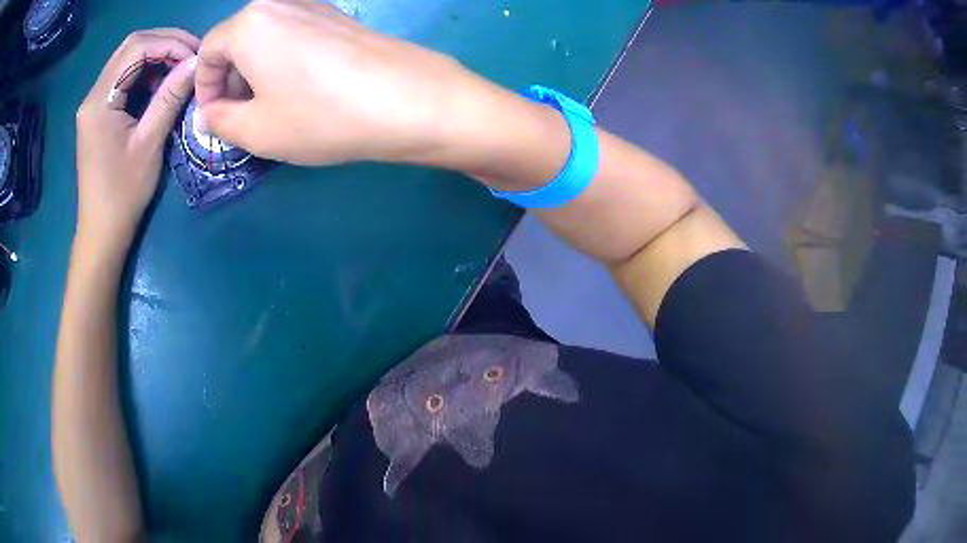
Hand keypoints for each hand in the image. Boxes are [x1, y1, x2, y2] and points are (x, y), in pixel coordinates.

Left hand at [75, 29, 198, 251]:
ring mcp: (94, 104)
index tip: (195, 55)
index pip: (136, 47)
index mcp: (100, 101)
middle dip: (164, 44)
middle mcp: (93, 95)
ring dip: (156, 57)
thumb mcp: (149, 143)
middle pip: (131, 47)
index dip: (169, 43)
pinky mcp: (98, 113)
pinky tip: (159, 86)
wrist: (101, 232)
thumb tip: (197, 62)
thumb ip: (170, 97)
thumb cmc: (122, 194)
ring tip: (179, 70)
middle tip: (190, 57)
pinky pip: (124, 78)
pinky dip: (146, 73)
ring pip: (128, 59)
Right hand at [195, 0, 494, 165]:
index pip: (207, 52)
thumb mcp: (255, 130)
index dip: (205, 88)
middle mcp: (279, 3)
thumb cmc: (320, 115)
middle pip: (237, 41)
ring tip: (271, 108)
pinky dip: (284, 60)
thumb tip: (210, 111)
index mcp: (249, 22)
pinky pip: (294, 35)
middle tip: (242, 116)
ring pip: (266, 38)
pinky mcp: (339, 15)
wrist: (407, 99)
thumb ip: (219, 120)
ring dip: (257, 71)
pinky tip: (301, 89)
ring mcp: (314, 4)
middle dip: (230, 80)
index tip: (215, 118)